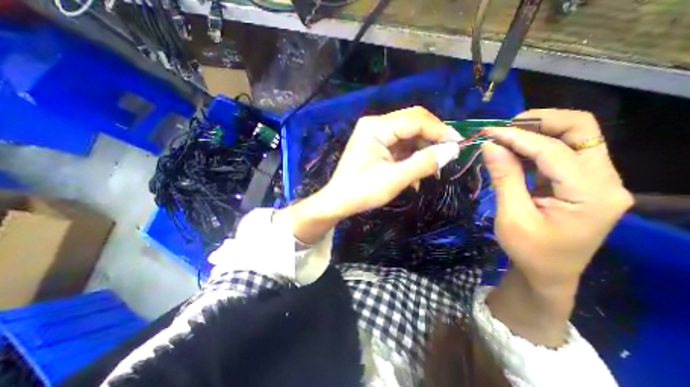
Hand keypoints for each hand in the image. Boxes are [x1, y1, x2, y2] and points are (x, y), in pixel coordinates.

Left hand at [323, 107, 463, 219]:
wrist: (339, 201)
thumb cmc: (362, 191)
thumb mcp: (395, 179)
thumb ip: (424, 163)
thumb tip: (453, 150)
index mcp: (375, 127)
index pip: (415, 120)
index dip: (439, 130)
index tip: (459, 144)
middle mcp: (375, 124)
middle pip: (412, 123)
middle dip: (432, 137)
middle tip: (448, 154)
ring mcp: (375, 134)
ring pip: (408, 134)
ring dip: (422, 149)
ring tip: (433, 166)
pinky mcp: (377, 145)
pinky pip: (400, 145)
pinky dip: (412, 156)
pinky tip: (416, 171)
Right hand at [481, 108, 631, 347]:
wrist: (548, 273)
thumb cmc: (529, 251)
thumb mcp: (511, 216)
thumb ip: (504, 177)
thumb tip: (490, 146)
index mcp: (590, 194)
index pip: (553, 150)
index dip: (517, 137)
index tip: (487, 132)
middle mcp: (604, 180)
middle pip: (581, 130)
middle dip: (540, 122)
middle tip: (504, 128)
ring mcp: (596, 180)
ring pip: (574, 136)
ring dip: (537, 131)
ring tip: (504, 137)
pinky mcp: (581, 182)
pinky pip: (562, 151)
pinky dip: (535, 146)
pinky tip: (513, 150)